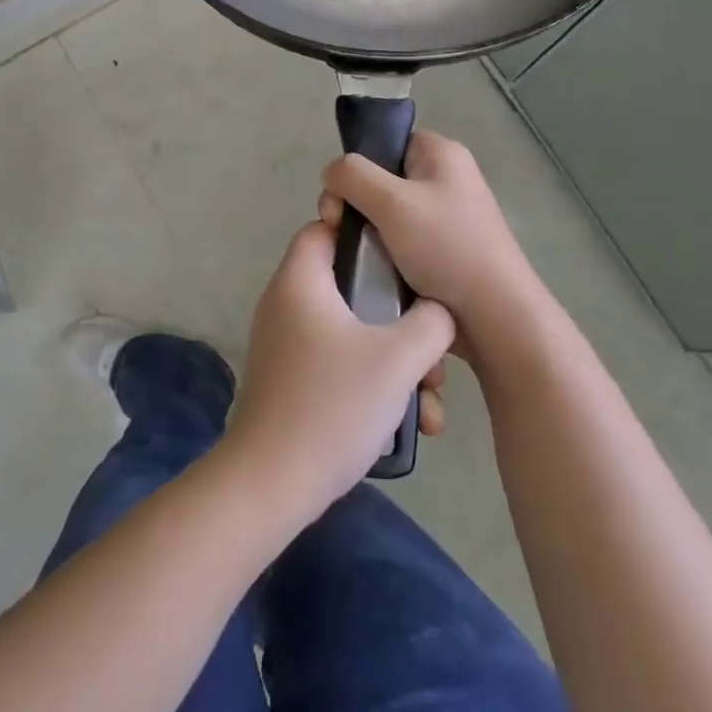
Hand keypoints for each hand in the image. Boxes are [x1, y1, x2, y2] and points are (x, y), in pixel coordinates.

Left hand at [223, 223, 454, 515]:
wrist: (274, 482)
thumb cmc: (333, 404)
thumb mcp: (397, 358)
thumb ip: (431, 322)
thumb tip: (438, 311)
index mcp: (300, 281)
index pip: (325, 228)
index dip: (365, 233)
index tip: (407, 257)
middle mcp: (288, 304)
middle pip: (351, 287)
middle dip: (401, 318)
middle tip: (432, 349)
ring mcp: (288, 345)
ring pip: (354, 333)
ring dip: (396, 361)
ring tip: (430, 401)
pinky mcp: (294, 380)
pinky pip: (341, 364)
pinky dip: (374, 382)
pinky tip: (411, 423)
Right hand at [319, 132, 546, 367]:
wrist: (494, 317)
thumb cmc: (446, 248)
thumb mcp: (392, 202)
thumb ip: (352, 175)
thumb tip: (331, 173)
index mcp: (440, 154)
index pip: (385, 142)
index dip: (358, 166)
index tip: (343, 200)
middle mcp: (445, 178)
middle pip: (379, 178)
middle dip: (354, 204)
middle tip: (340, 231)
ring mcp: (445, 216)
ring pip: (385, 214)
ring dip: (366, 233)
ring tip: (357, 257)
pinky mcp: (442, 249)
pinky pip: (399, 240)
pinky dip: (382, 253)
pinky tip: (373, 271)